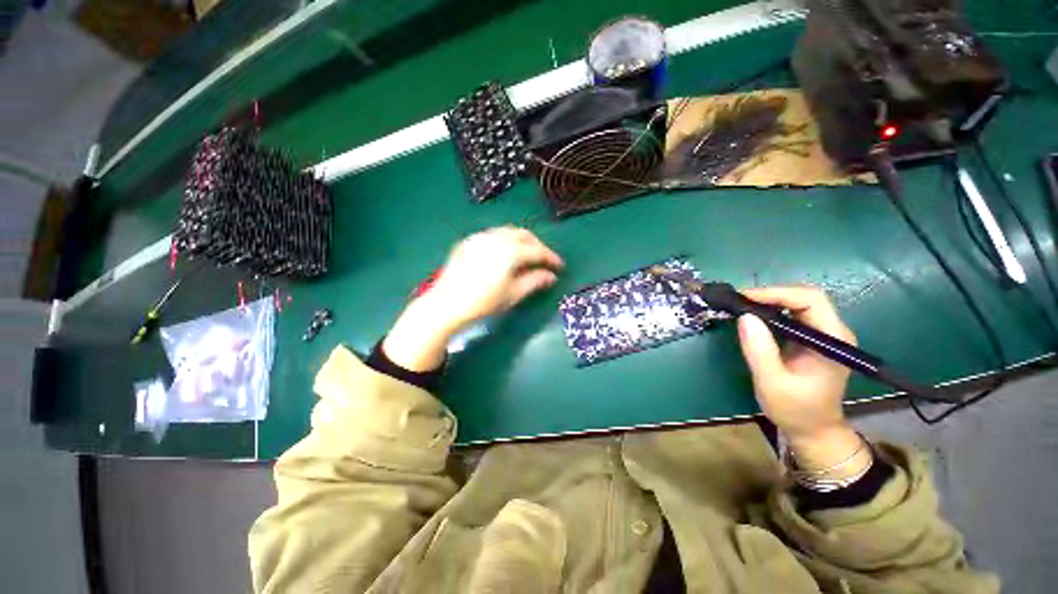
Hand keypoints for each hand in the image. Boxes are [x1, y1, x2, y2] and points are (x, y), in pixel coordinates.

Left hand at [383, 228, 563, 371]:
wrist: (446, 304)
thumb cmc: (483, 302)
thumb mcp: (513, 294)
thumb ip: (534, 281)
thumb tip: (551, 276)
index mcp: (510, 251)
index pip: (537, 250)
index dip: (551, 258)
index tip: (560, 267)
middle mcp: (496, 238)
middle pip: (524, 235)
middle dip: (538, 246)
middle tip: (544, 260)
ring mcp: (480, 237)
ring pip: (508, 232)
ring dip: (522, 241)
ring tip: (527, 256)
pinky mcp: (468, 242)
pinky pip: (493, 235)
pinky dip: (505, 241)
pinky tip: (505, 254)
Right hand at [736, 286, 865, 472]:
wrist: (813, 429)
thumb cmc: (795, 409)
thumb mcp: (772, 382)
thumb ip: (759, 350)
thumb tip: (744, 316)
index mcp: (832, 340)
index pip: (810, 300)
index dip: (776, 293)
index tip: (744, 298)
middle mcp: (833, 331)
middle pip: (805, 296)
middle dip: (771, 294)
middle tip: (739, 301)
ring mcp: (824, 334)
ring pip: (798, 302)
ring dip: (769, 300)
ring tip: (741, 306)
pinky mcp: (812, 338)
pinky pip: (792, 313)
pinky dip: (770, 310)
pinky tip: (753, 316)